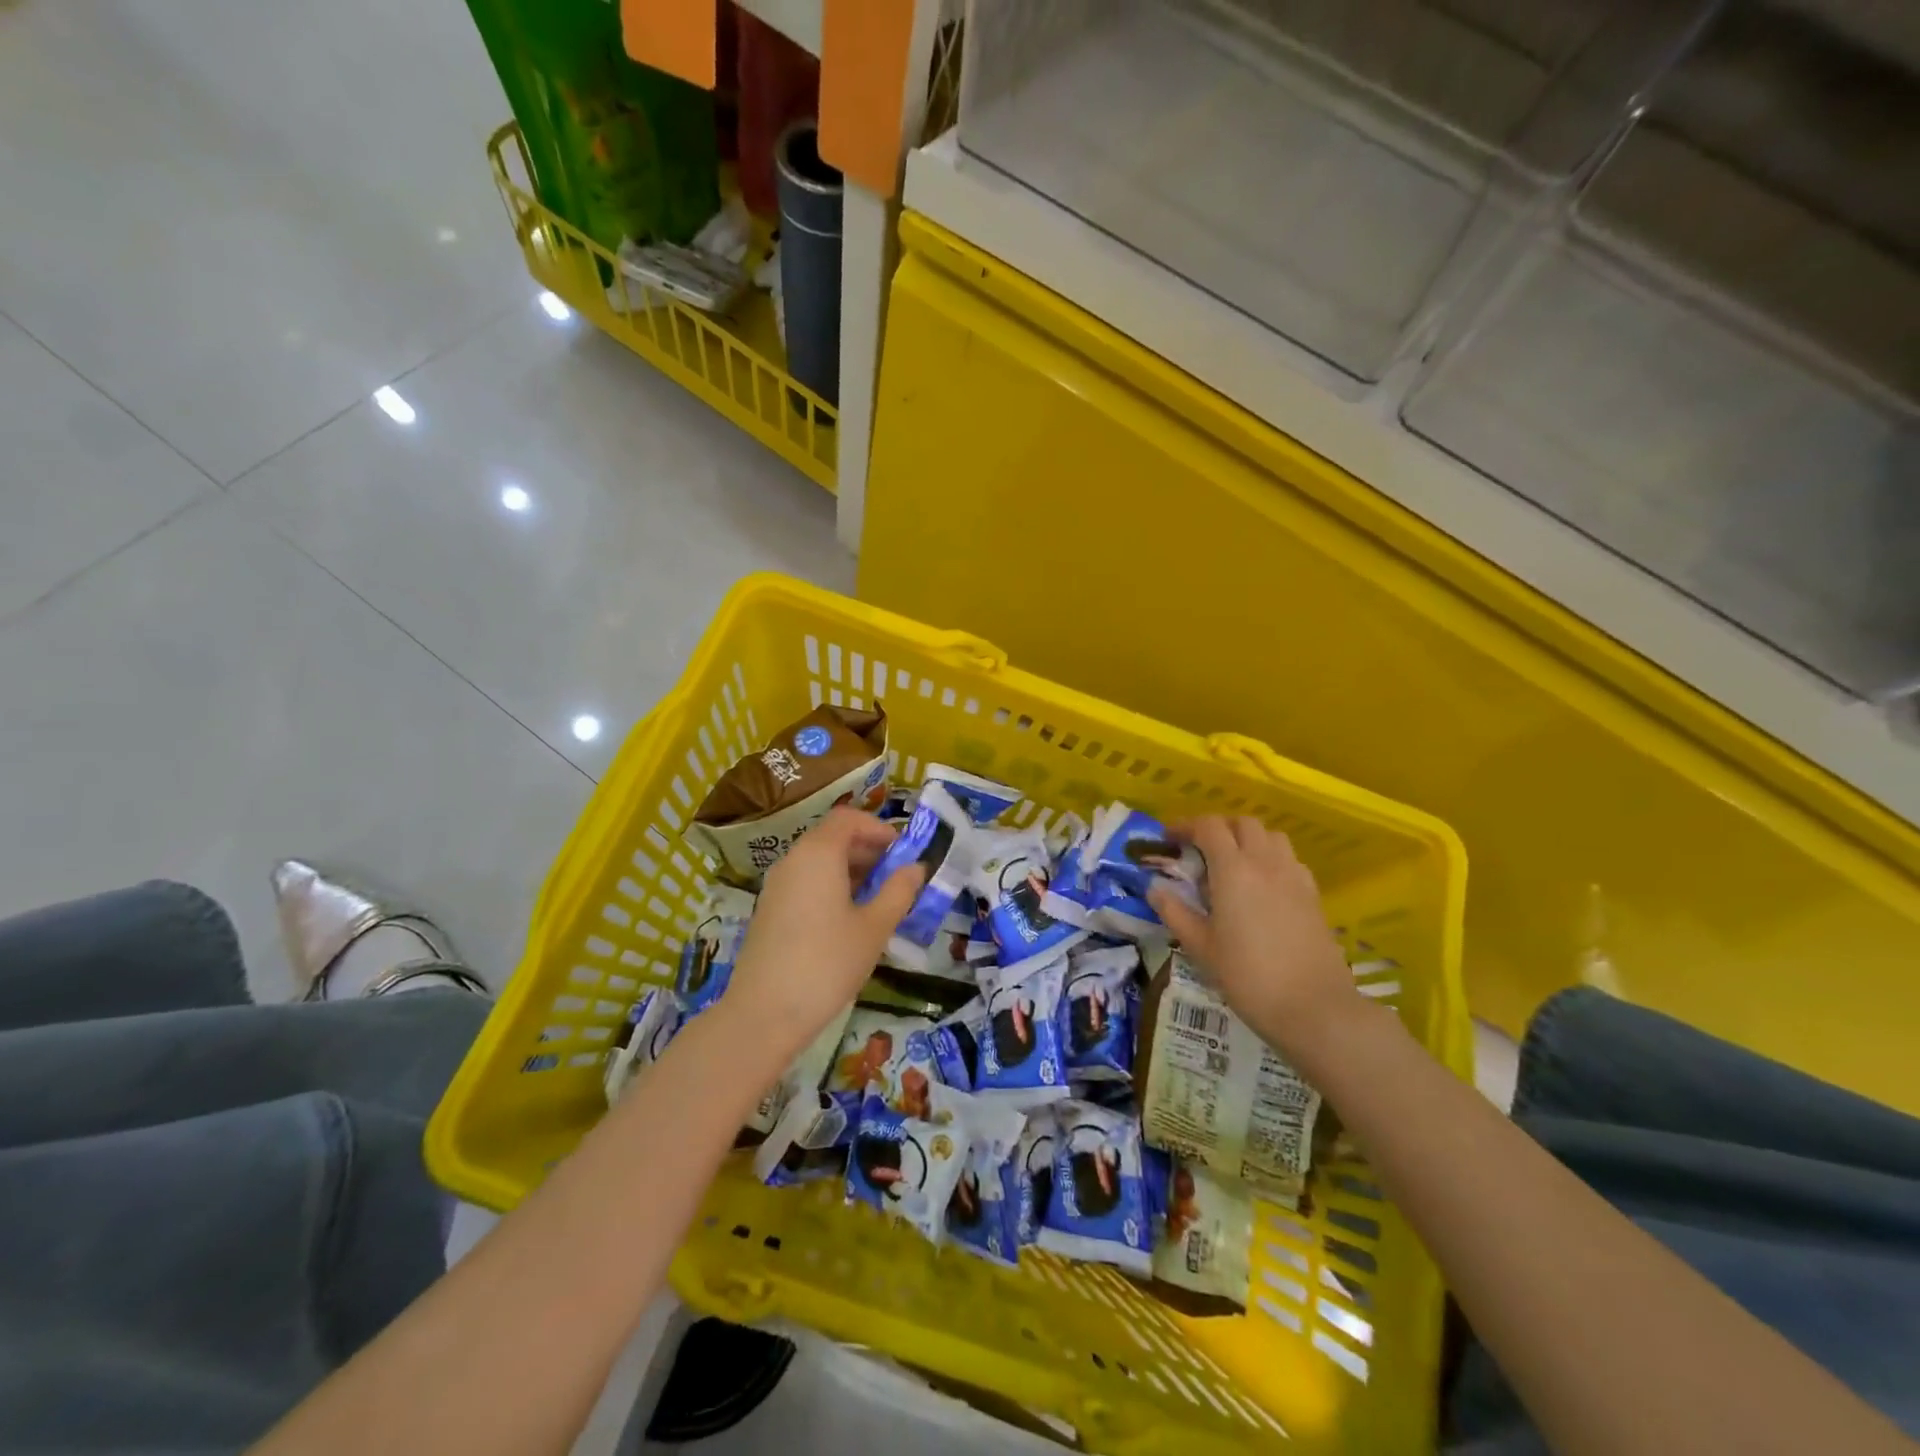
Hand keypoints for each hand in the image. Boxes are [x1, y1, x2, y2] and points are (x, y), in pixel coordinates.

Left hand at [721, 808, 925, 1064]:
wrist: (764, 1014)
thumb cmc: (827, 963)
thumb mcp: (874, 927)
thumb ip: (898, 891)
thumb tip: (916, 868)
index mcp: (818, 853)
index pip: (849, 818)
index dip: (879, 829)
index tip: (903, 853)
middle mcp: (793, 860)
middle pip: (833, 837)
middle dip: (869, 850)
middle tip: (898, 879)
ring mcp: (777, 885)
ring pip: (819, 861)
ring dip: (852, 870)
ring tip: (879, 901)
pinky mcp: (769, 910)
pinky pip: (805, 882)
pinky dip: (831, 887)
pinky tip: (849, 921)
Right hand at [1147, 817, 1357, 1055]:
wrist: (1314, 1007)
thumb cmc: (1248, 976)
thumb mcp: (1200, 947)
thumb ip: (1175, 911)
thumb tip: (1155, 887)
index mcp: (1233, 870)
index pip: (1209, 826)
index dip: (1186, 825)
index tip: (1169, 839)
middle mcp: (1265, 862)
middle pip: (1243, 823)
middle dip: (1218, 828)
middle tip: (1199, 850)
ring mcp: (1294, 876)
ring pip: (1271, 836)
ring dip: (1247, 839)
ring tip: (1231, 865)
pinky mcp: (1313, 894)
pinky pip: (1289, 859)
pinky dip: (1271, 859)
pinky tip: (1262, 887)